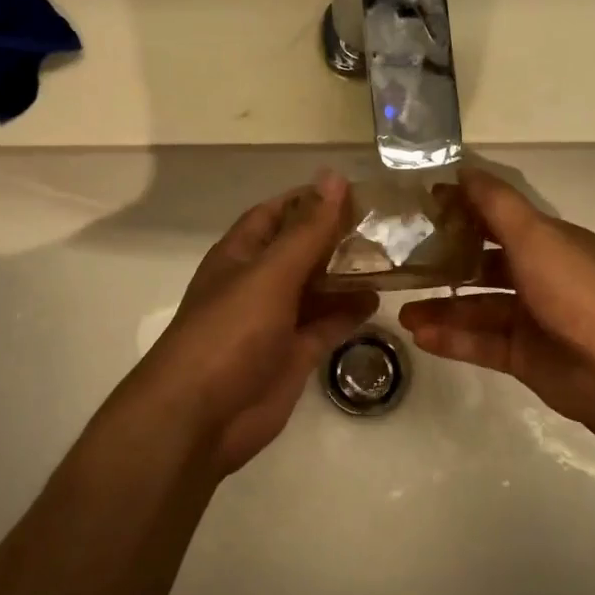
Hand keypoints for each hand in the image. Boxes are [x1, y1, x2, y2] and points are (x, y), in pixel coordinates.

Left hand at [118, 171, 376, 476]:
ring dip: (348, 274)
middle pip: (302, 250)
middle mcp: (258, 283)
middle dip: (338, 237)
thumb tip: (333, 177)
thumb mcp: (270, 274)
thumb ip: (306, 230)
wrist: (200, 417)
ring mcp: (275, 321)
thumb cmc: (230, 333)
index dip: (312, 199)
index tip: (356, 191)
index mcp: (241, 255)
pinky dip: (349, 313)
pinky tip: (379, 299)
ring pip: (317, 288)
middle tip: (388, 224)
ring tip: (393, 257)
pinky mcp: (293, 355)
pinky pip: (325, 326)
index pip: (278, 213)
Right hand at [399, 167, 594, 439]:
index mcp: (548, 243)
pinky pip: (482, 344)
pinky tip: (420, 337)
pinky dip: (453, 340)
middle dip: (444, 266)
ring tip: (402, 313)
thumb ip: (497, 205)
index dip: (462, 211)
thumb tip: (463, 168)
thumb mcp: (536, 238)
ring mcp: (533, 320)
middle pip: (483, 266)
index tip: (419, 208)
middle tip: (401, 267)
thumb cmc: (579, 292)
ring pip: (477, 309)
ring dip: (441, 308)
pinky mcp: (526, 358)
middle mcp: (540, 277)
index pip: (498, 219)